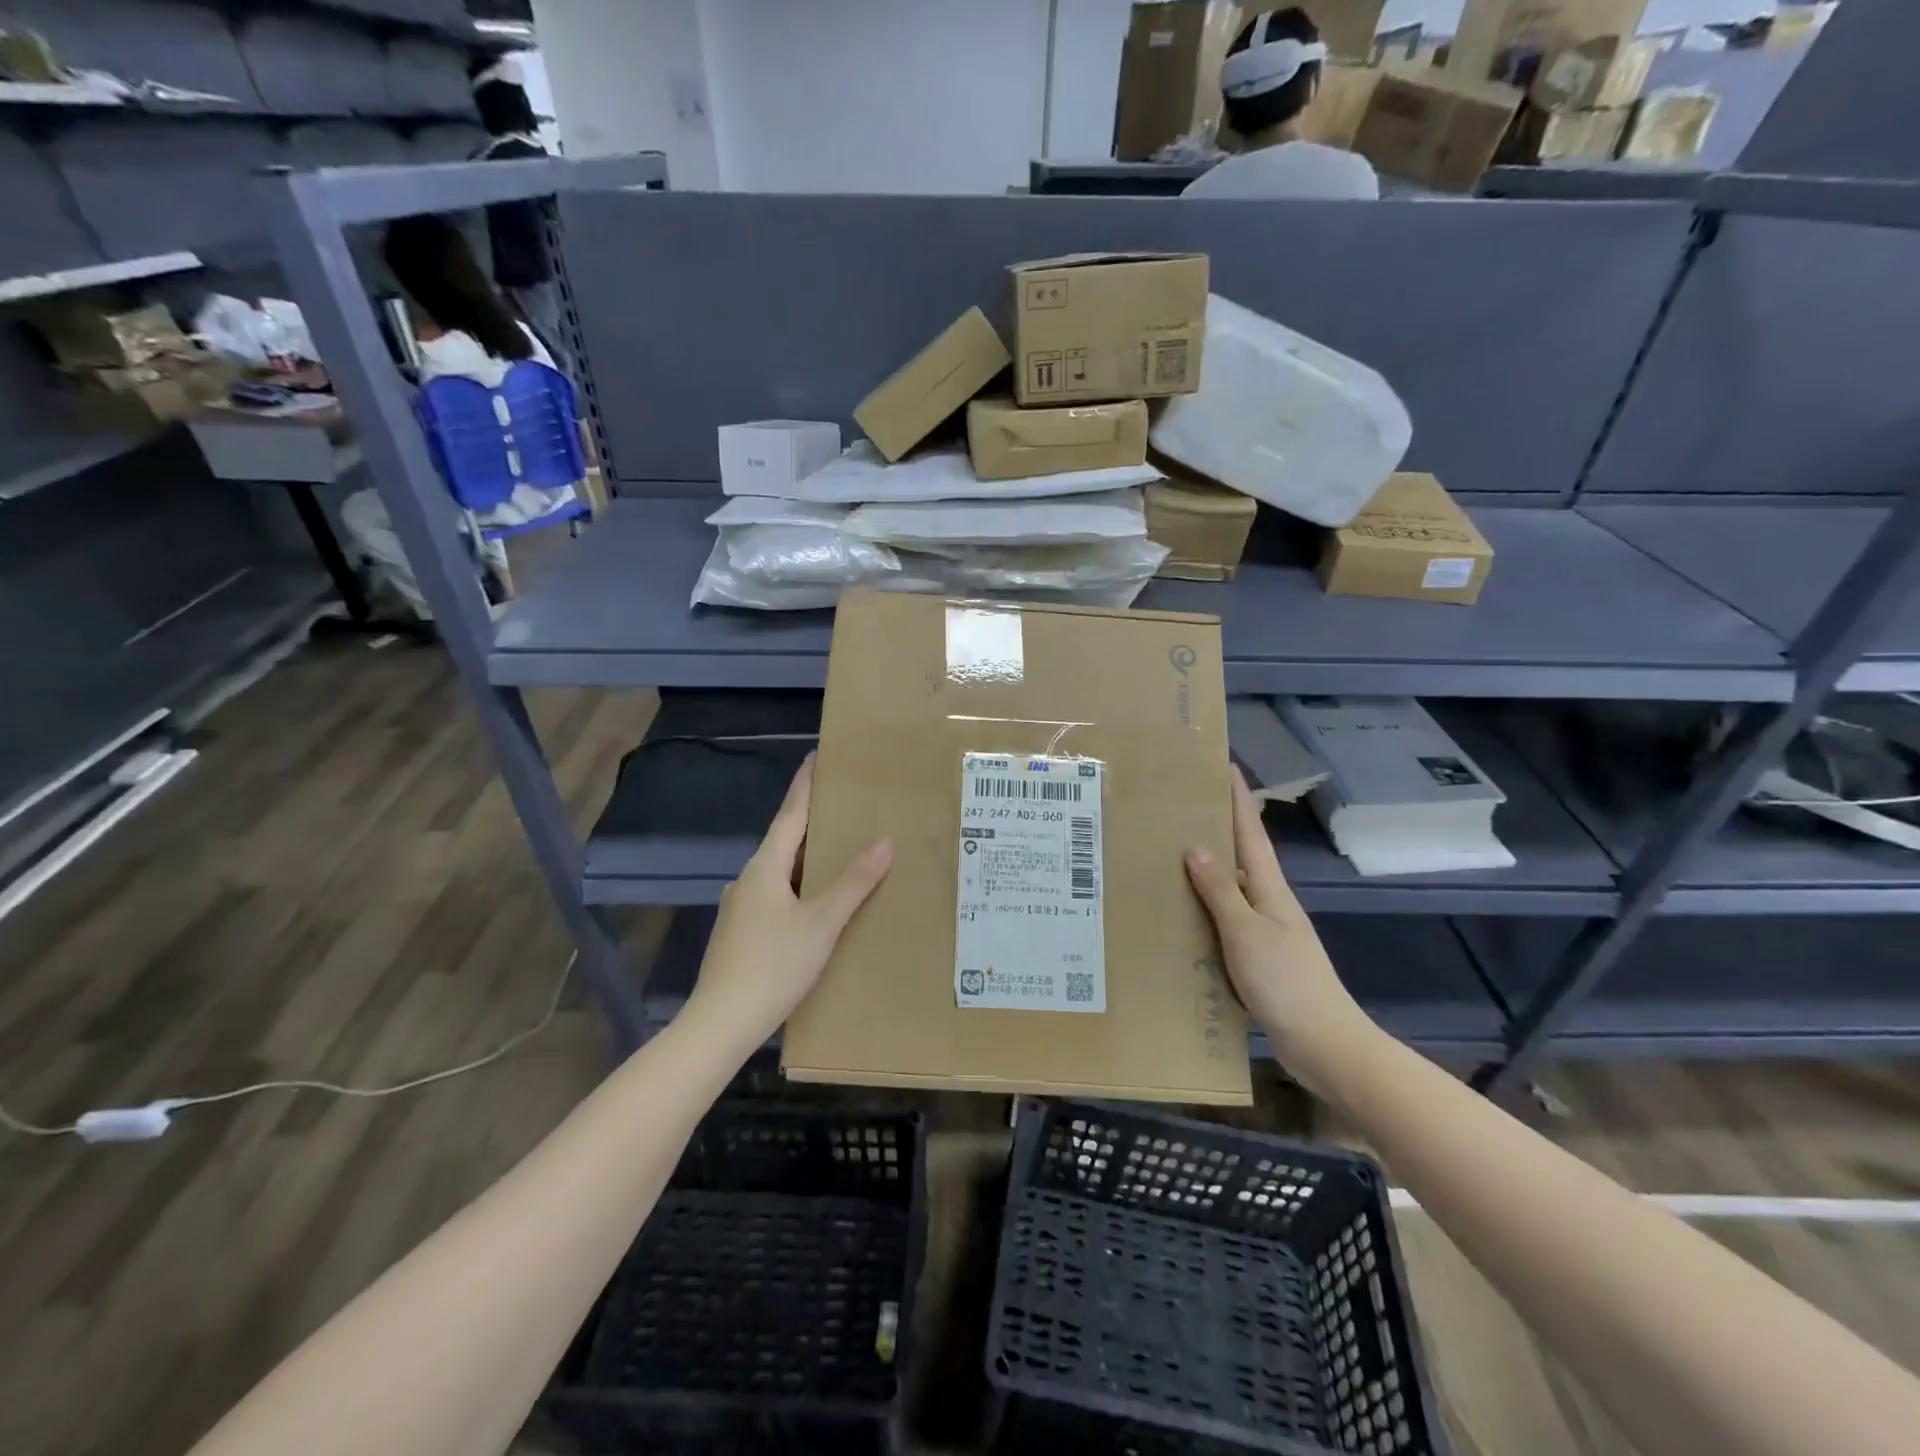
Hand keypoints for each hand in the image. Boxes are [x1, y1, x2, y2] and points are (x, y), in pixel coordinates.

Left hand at [687, 755, 893, 1048]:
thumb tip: (885, 841)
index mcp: (765, 868)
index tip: (815, 758)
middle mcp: (747, 879)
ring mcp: (739, 907)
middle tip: (841, 806)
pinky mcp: (739, 933)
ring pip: (778, 871)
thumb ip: (853, 882)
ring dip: (805, 858)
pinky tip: (813, 903)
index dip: (804, 786)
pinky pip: (774, 895)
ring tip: (836, 852)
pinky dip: (796, 886)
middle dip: (810, 822)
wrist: (720, 1023)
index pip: (790, 815)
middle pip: (783, 841)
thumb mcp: (822, 923)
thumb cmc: (773, 965)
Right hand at [1185, 767, 1374, 1096]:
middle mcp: (1270, 903)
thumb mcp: (1246, 932)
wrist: (1324, 1043)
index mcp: (1270, 890)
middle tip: (1185, 806)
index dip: (1239, 799)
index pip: (1251, 833)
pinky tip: (1187, 914)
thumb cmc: (1286, 981)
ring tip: (1174, 853)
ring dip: (1211, 868)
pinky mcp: (1261, 958)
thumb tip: (1196, 846)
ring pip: (1234, 888)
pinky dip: (1208, 907)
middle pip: (1244, 856)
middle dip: (1220, 827)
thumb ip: (1220, 891)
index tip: (1225, 766)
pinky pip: (1228, 919)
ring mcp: (1268, 931)